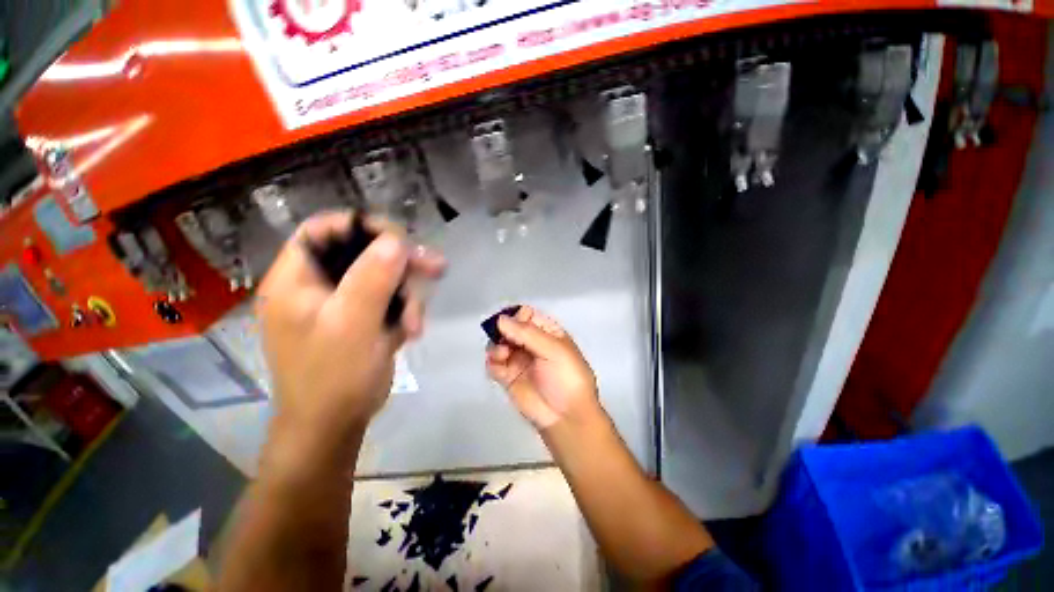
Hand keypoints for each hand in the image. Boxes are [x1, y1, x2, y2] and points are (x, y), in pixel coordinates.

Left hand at [256, 211, 444, 455]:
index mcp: (297, 279)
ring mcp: (343, 302)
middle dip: (401, 263)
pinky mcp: (363, 318)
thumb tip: (396, 240)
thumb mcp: (353, 324)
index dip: (360, 226)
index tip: (398, 237)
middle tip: (435, 268)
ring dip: (408, 295)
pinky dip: (405, 311)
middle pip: (363, 253)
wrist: (335, 424)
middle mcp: (319, 285)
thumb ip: (372, 279)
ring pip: (384, 277)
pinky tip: (411, 330)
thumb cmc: (333, 376)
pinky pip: (390, 299)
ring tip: (416, 322)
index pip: (324, 230)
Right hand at [486, 306, 600, 429]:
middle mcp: (531, 343)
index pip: (526, 314)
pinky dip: (492, 362)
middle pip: (509, 328)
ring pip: (499, 343)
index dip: (517, 316)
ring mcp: (518, 360)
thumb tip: (500, 319)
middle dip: (503, 331)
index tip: (512, 324)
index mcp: (547, 332)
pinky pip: (493, 364)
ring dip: (496, 346)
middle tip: (504, 340)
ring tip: (502, 355)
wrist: (566, 416)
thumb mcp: (554, 350)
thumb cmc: (567, 377)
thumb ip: (527, 333)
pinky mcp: (508, 377)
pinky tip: (497, 366)